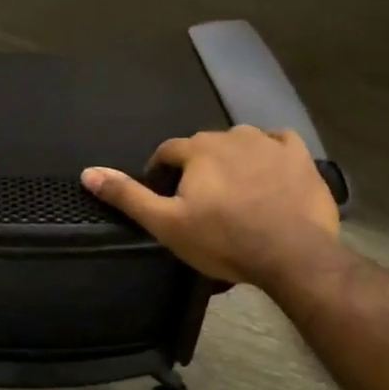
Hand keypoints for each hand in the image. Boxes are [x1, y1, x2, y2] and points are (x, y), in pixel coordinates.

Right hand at [81, 126, 339, 286]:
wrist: (292, 254)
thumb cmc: (223, 240)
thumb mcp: (167, 224)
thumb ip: (128, 196)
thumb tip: (88, 173)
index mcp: (198, 149)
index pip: (168, 151)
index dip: (161, 173)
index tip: (164, 197)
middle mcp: (232, 135)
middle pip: (204, 146)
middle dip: (197, 167)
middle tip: (200, 202)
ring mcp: (270, 143)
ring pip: (241, 143)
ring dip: (232, 160)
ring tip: (234, 192)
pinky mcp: (300, 157)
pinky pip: (279, 144)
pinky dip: (270, 154)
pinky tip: (269, 173)